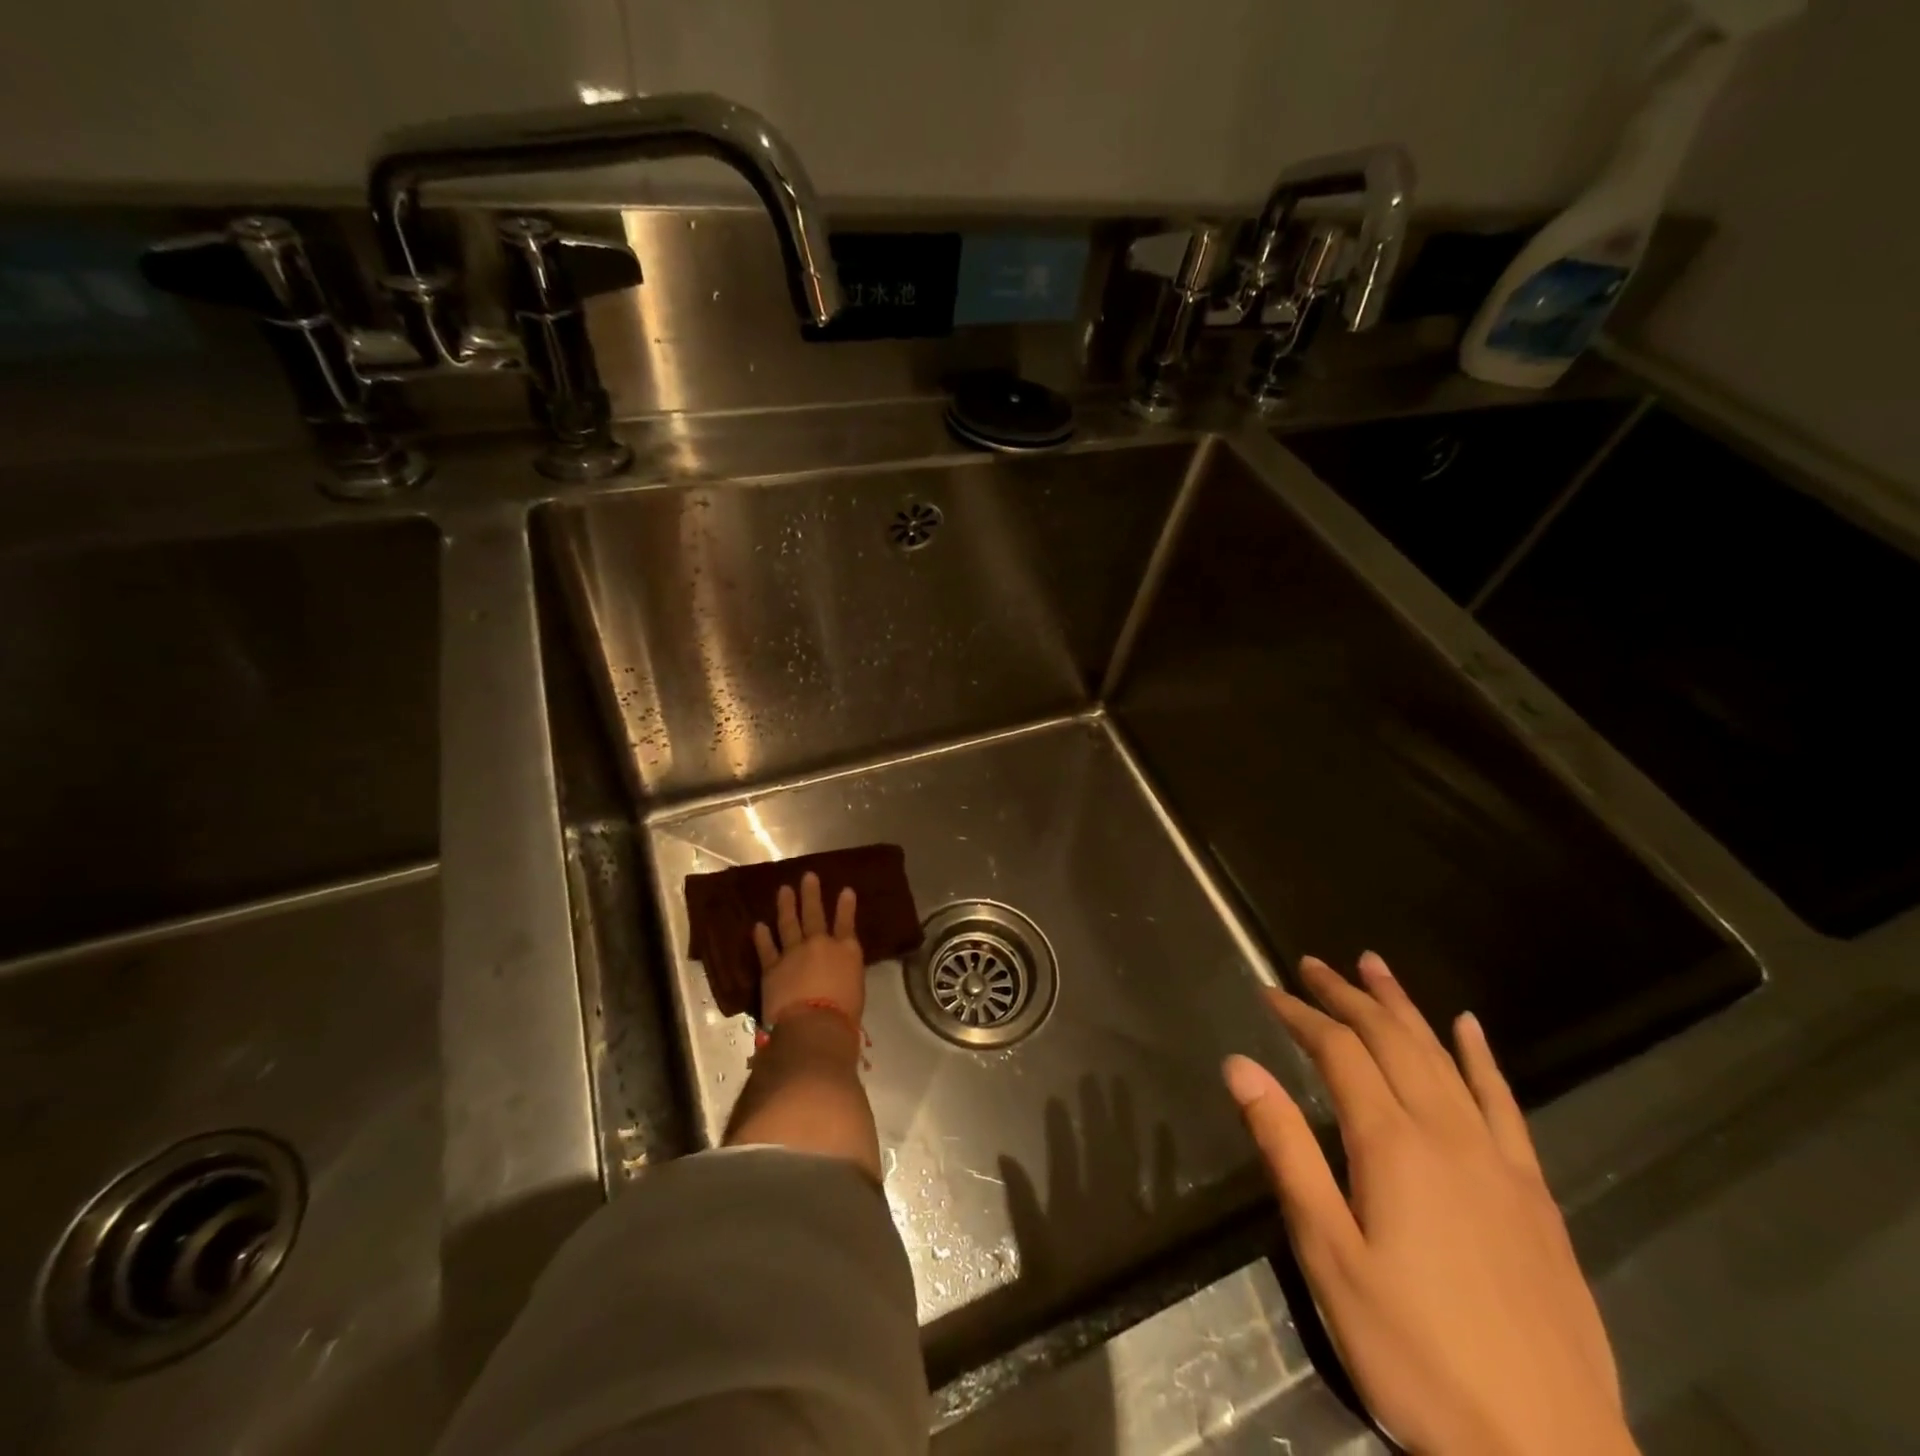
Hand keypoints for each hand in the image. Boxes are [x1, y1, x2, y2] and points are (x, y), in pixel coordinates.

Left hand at [752, 871, 863, 1026]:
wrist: (813, 1026)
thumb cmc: (844, 1015)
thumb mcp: (855, 990)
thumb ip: (846, 975)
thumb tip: (839, 974)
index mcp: (846, 952)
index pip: (847, 923)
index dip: (846, 906)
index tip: (846, 890)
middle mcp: (820, 945)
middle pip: (815, 914)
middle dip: (811, 894)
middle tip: (808, 876)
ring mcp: (794, 953)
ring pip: (789, 924)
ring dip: (786, 905)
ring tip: (784, 890)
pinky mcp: (772, 968)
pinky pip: (766, 948)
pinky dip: (762, 937)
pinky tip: (759, 925)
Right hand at [1223, 953, 1634, 1455]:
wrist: (1547, 1454)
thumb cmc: (1413, 1352)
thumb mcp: (1327, 1252)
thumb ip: (1286, 1150)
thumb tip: (1241, 1066)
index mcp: (1391, 1144)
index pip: (1337, 1051)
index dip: (1300, 1014)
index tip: (1269, 991)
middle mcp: (1445, 1133)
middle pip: (1391, 1039)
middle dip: (1347, 995)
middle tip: (1313, 963)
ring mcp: (1497, 1160)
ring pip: (1443, 1057)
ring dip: (1404, 1007)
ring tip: (1375, 966)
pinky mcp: (1534, 1193)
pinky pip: (1504, 1102)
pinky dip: (1481, 1057)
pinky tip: (1470, 1028)